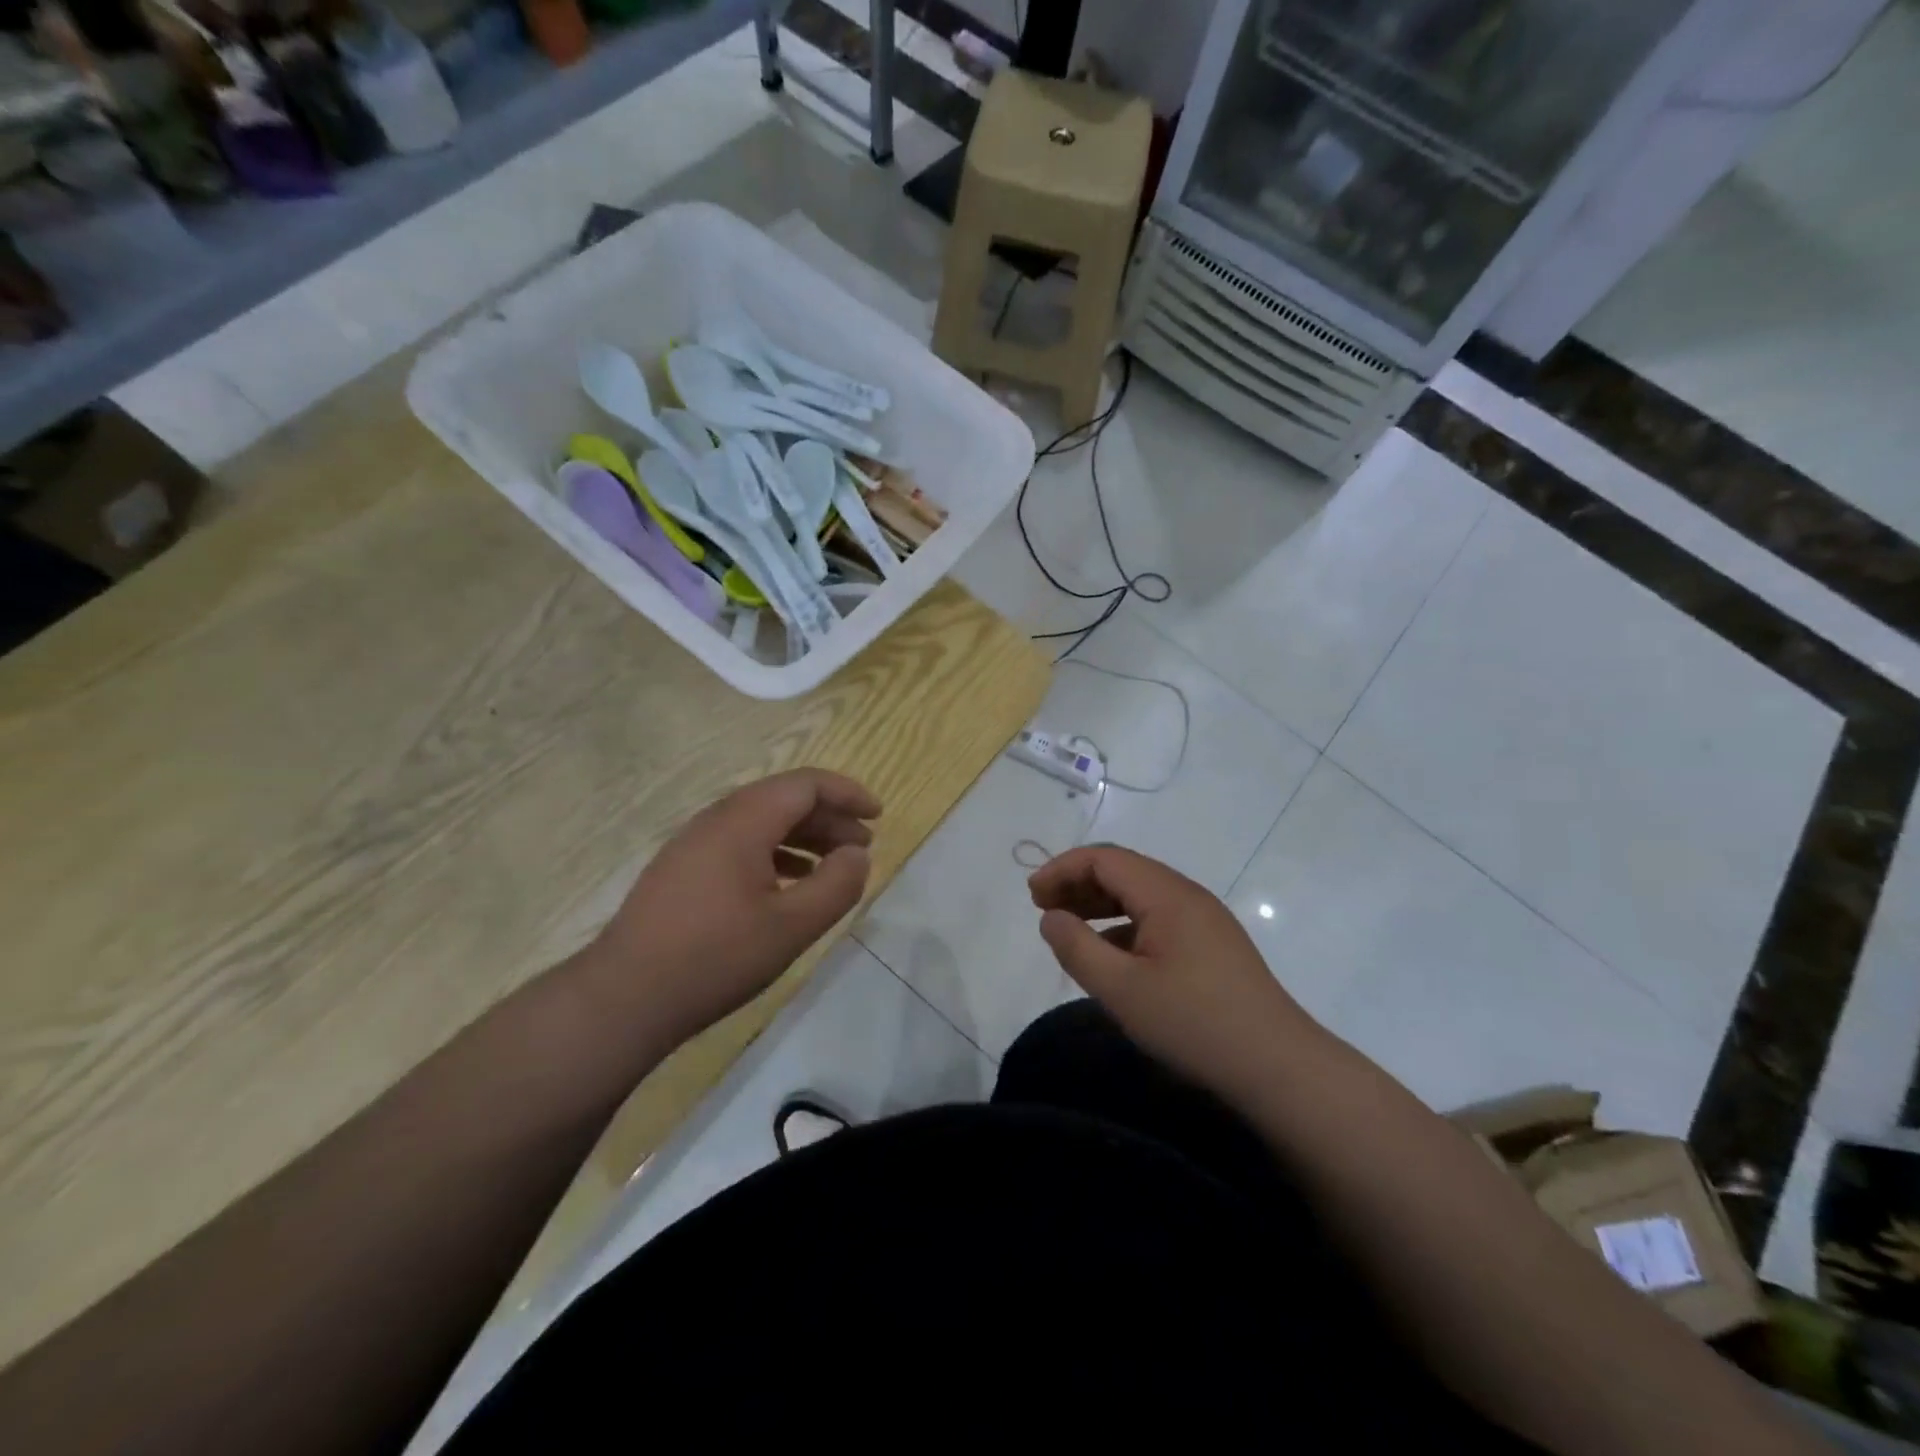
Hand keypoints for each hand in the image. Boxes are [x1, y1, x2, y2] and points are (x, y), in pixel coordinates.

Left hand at [585, 769, 879, 1049]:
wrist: (624, 997)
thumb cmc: (716, 957)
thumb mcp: (792, 926)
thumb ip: (836, 885)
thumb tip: (857, 855)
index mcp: (743, 821)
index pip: (805, 784)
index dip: (847, 793)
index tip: (878, 816)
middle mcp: (716, 820)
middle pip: (783, 799)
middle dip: (829, 818)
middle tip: (862, 847)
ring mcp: (693, 844)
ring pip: (761, 823)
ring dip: (803, 837)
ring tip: (833, 867)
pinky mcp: (681, 870)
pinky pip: (739, 844)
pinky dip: (775, 854)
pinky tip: (789, 886)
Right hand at [1029, 845, 1323, 1103]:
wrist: (1278, 1067)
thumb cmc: (1194, 1023)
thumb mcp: (1122, 990)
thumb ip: (1077, 948)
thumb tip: (1050, 917)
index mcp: (1167, 895)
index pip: (1105, 858)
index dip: (1063, 869)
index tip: (1032, 896)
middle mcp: (1187, 896)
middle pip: (1123, 870)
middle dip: (1078, 883)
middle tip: (1042, 908)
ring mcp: (1203, 921)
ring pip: (1140, 895)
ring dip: (1099, 904)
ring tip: (1068, 927)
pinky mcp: (1212, 946)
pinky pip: (1157, 919)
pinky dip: (1123, 926)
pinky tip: (1109, 955)